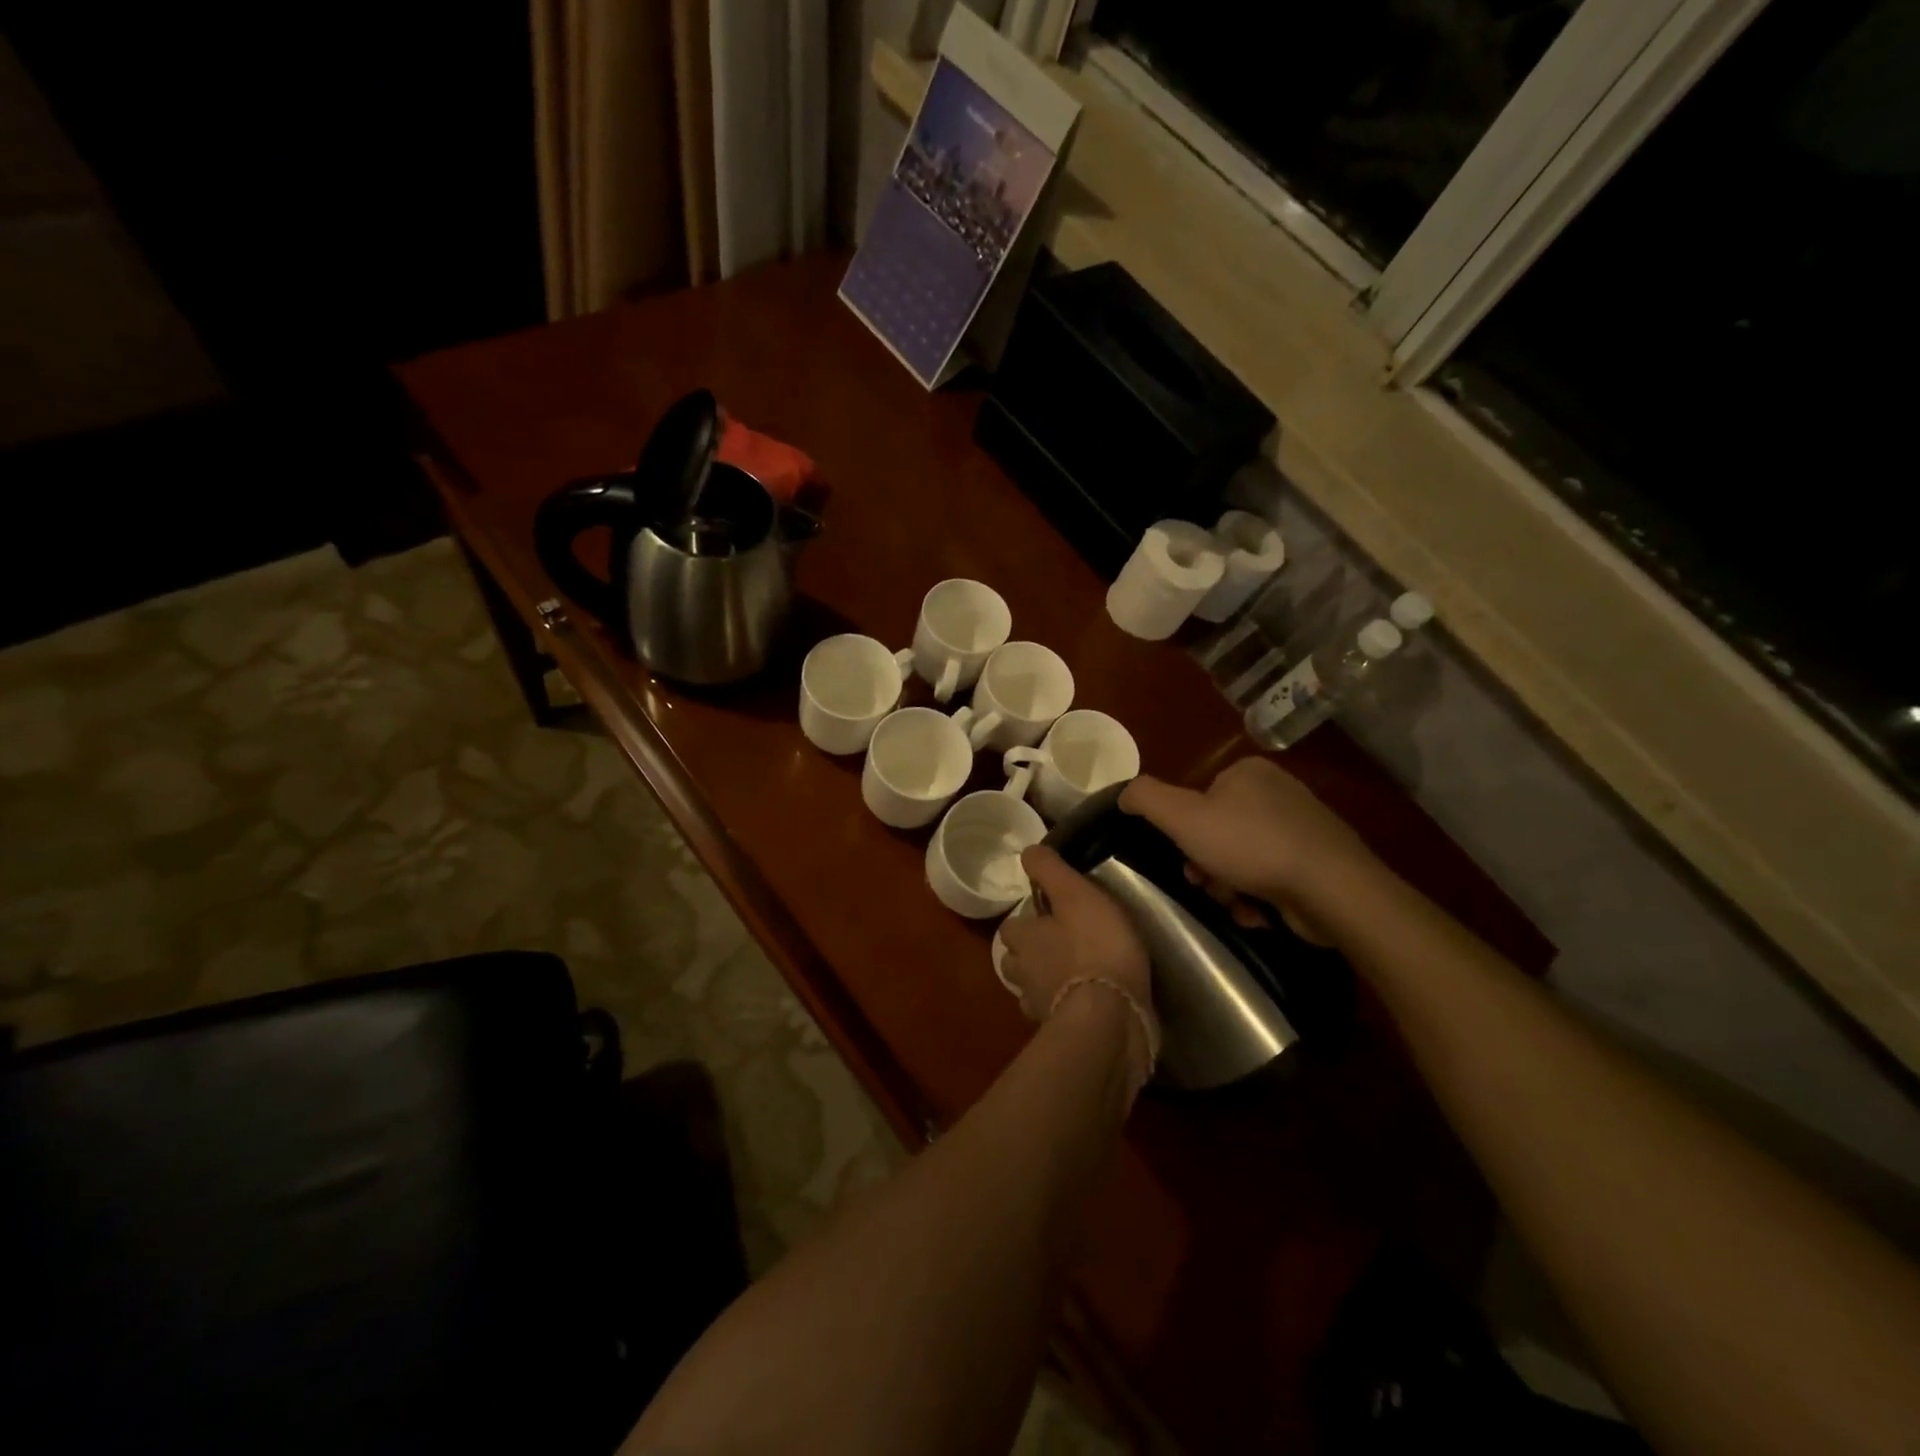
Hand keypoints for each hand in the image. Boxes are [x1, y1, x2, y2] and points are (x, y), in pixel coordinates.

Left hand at [999, 846, 1152, 1029]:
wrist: (1111, 1017)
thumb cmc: (1094, 947)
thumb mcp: (1076, 894)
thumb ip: (1050, 871)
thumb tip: (1026, 851)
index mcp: (1025, 939)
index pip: (1011, 926)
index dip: (1026, 920)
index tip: (1047, 915)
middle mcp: (1024, 974)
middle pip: (1015, 962)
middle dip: (1029, 955)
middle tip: (1057, 946)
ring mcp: (1040, 1007)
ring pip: (1032, 991)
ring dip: (1044, 984)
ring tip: (1071, 976)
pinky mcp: (1063, 1033)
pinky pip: (1057, 1016)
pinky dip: (1065, 1009)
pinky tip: (1086, 1004)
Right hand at [1119, 758, 1384, 937]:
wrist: (1332, 889)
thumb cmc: (1250, 846)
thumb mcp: (1183, 817)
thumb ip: (1146, 798)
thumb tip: (1124, 793)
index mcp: (1247, 772)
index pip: (1198, 799)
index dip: (1184, 834)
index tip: (1185, 860)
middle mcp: (1278, 791)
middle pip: (1218, 832)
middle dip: (1207, 865)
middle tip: (1207, 885)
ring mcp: (1303, 826)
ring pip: (1243, 859)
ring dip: (1229, 886)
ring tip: (1237, 904)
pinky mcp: (1320, 860)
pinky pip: (1272, 876)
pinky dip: (1259, 896)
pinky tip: (1259, 912)